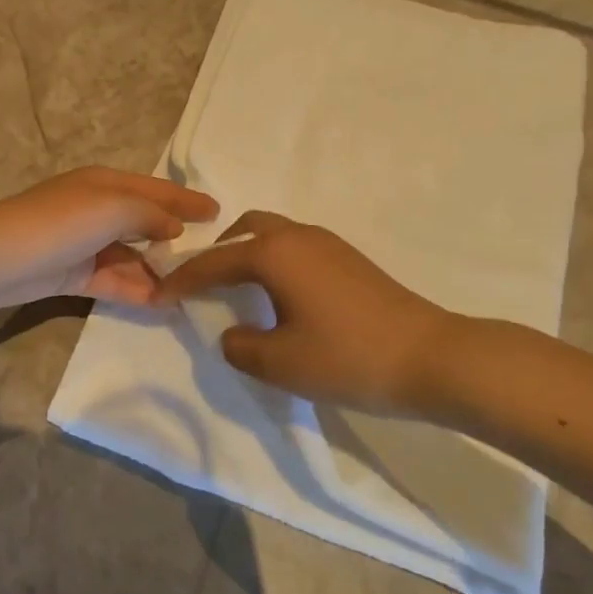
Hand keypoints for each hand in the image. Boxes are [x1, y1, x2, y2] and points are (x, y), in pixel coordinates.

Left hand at [0, 167, 217, 308]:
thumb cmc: (60, 222)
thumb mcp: (113, 207)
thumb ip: (150, 214)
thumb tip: (174, 228)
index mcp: (106, 183)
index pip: (157, 189)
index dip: (187, 200)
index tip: (220, 212)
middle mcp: (98, 209)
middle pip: (146, 222)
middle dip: (177, 238)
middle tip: (214, 257)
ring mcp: (85, 243)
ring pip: (132, 256)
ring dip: (159, 270)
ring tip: (195, 288)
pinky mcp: (74, 274)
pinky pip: (115, 280)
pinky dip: (137, 290)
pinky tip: (164, 303)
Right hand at [152, 211, 464, 414]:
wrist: (432, 357)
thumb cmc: (348, 357)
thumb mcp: (279, 363)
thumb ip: (240, 347)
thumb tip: (234, 334)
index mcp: (273, 253)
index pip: (214, 262)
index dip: (183, 280)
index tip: (160, 295)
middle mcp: (298, 236)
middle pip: (246, 230)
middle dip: (218, 253)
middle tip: (203, 284)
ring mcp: (329, 244)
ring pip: (274, 235)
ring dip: (249, 255)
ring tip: (237, 290)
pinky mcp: (350, 260)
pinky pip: (296, 248)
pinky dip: (274, 263)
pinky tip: (279, 296)